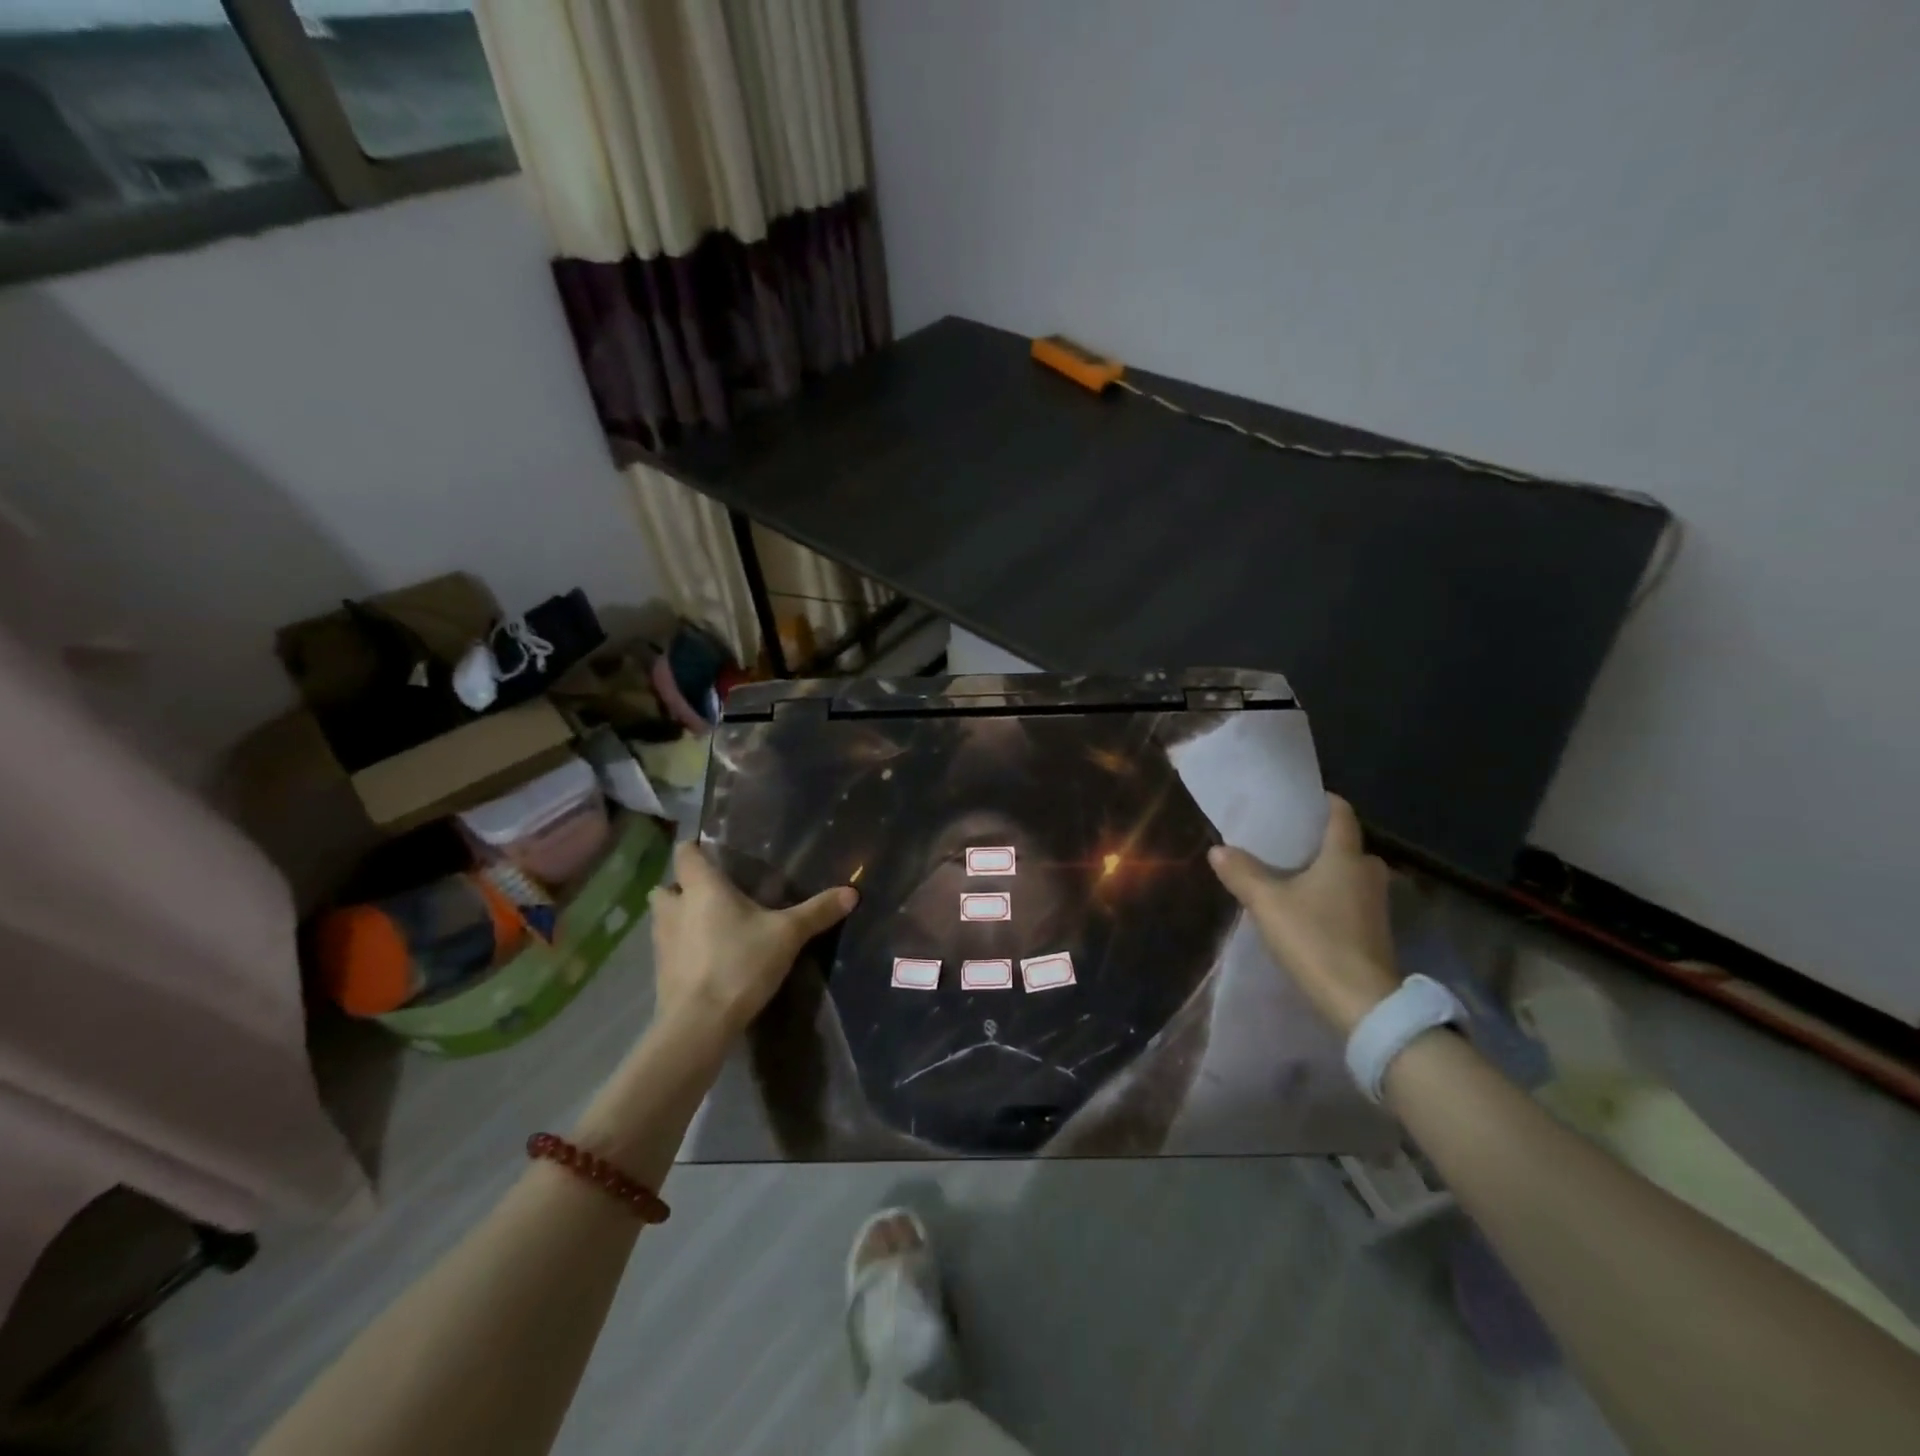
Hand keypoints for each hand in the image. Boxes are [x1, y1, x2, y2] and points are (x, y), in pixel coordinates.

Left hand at [648, 842, 856, 1042]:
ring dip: (677, 918)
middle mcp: (675, 909)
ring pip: (662, 918)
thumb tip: (852, 892)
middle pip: (665, 887)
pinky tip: (705, 959)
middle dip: (681, 887)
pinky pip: (667, 949)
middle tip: (709, 894)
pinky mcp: (660, 973)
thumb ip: (817, 912)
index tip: (710, 852)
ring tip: (707, 926)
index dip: (693, 849)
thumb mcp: (787, 935)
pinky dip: (681, 948)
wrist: (698, 1024)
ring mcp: (662, 943)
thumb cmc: (740, 964)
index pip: (684, 854)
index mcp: (702, 888)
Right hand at [1208, 794, 1400, 1036]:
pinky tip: (1307, 907)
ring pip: (1349, 874)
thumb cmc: (1316, 939)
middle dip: (1319, 841)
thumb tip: (1218, 849)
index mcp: (1345, 856)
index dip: (1322, 802)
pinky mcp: (1376, 931)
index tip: (1298, 801)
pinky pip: (1351, 898)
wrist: (1363, 1003)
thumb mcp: (1268, 904)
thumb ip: (1242, 873)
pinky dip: (1332, 896)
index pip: (1341, 813)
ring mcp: (1377, 904)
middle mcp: (1368, 872)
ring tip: (1290, 874)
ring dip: (1325, 871)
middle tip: (1285, 841)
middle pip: (1346, 844)